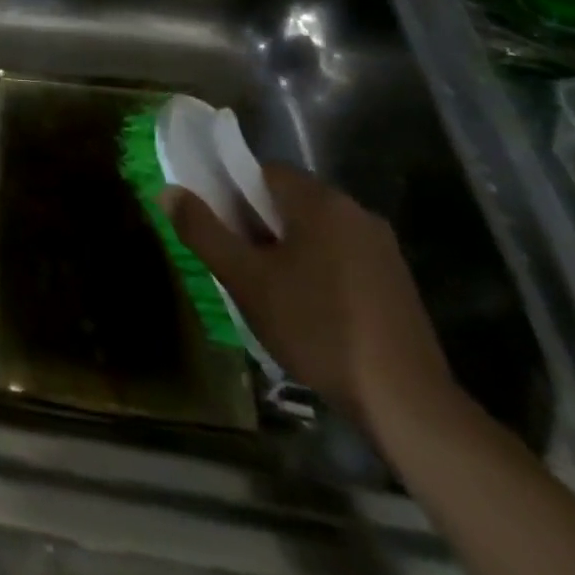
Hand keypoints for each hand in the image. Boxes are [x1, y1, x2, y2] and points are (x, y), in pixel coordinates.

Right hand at [163, 166, 458, 437]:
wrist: (407, 403)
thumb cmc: (317, 327)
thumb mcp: (246, 280)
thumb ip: (203, 231)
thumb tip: (167, 190)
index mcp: (319, 200)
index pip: (262, 171)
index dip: (234, 194)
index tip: (223, 229)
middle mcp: (355, 211)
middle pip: (290, 201)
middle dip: (260, 225)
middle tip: (242, 265)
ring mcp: (382, 248)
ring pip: (316, 231)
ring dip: (289, 250)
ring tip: (272, 293)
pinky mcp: (398, 282)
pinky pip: (342, 257)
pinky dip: (319, 271)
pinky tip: (311, 312)